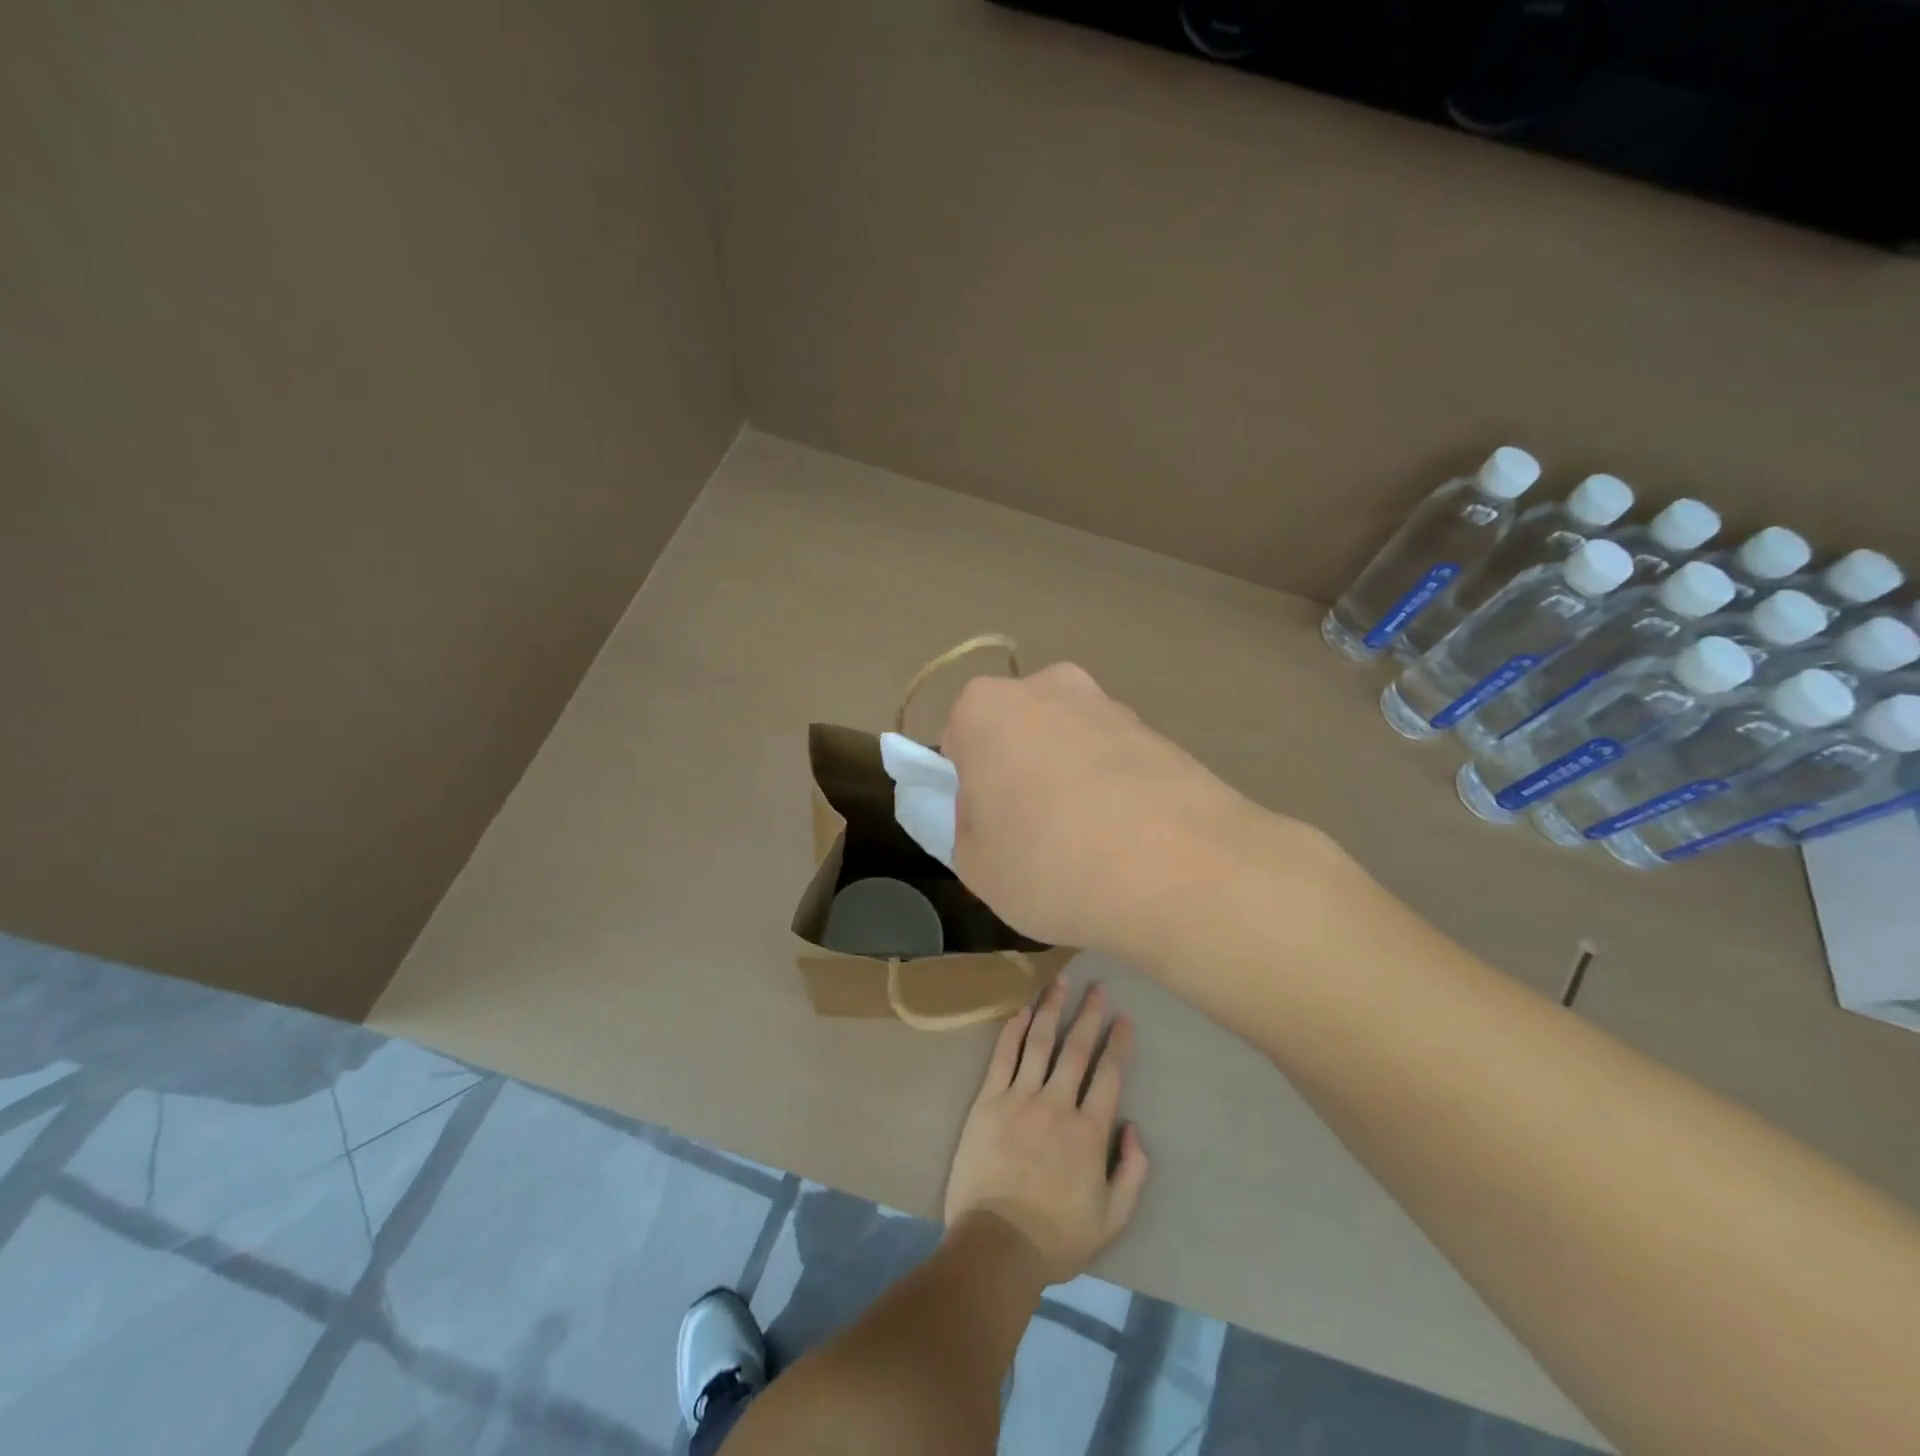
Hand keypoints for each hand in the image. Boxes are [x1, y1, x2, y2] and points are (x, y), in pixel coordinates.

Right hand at [941, 662, 1316, 958]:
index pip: (957, 740)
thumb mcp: (975, 865)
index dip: (968, 787)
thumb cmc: (1052, 864)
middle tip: (1034, 834)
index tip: (990, 826)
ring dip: (1068, 779)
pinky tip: (1130, 839)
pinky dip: (1114, 789)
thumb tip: (992, 809)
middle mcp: (1049, 687)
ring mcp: (1111, 705)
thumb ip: (967, 825)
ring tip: (1091, 845)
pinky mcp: (1160, 732)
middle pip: (1017, 732)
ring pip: (1068, 743)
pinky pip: (1115, 760)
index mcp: (987, 708)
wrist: (1184, 870)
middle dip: (1018, 771)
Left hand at [943, 979, 1148, 1284]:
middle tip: (1098, 986)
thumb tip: (1134, 1128)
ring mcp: (1020, 1098)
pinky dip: (1014, 1031)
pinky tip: (1023, 1010)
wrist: (997, 1244)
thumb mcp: (1112, 1219)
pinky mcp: (989, 1101)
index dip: (1118, 1043)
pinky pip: (1004, 1057)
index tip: (1124, 1018)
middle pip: (1077, 1048)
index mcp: (1090, 1132)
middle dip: (1089, 1014)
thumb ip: (1132, 1172)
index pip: (1109, 1075)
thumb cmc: (1057, 1236)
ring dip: (1053, 1009)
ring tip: (1062, 982)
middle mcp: (1057, 1104)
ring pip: (1040, 1043)